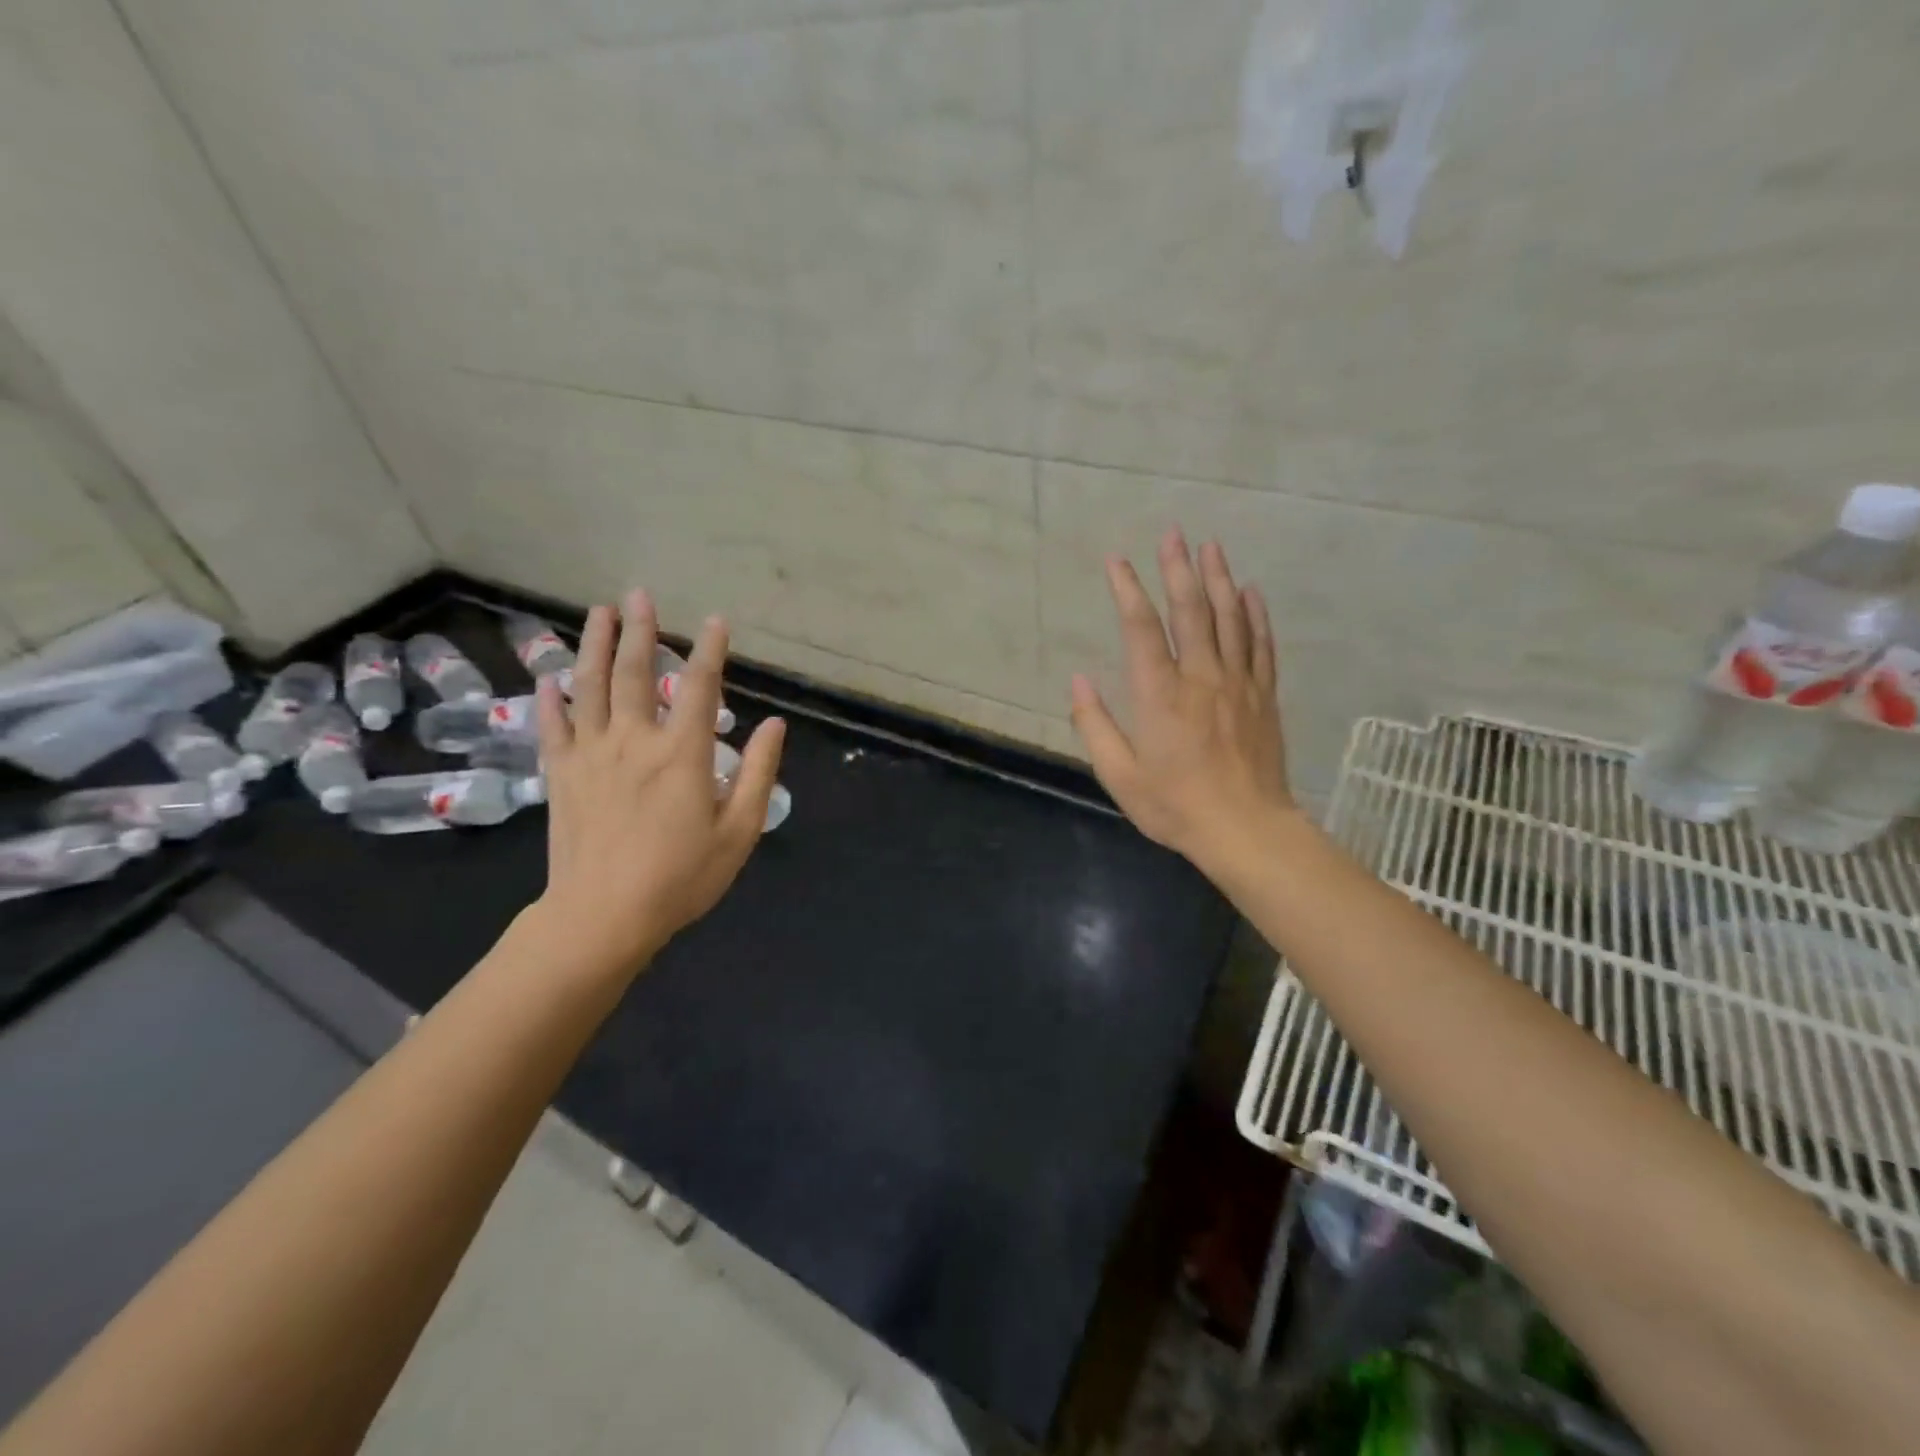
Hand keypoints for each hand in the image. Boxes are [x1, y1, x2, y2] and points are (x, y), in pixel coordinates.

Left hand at [530, 589, 785, 979]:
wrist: (604, 916)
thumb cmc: (682, 877)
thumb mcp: (739, 831)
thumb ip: (759, 773)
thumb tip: (774, 725)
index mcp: (682, 753)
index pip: (698, 687)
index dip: (710, 651)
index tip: (715, 621)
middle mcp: (634, 741)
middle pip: (632, 673)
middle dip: (638, 629)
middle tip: (637, 594)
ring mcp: (591, 755)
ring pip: (588, 687)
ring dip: (592, 645)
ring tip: (597, 613)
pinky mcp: (562, 776)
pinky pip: (552, 727)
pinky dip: (549, 700)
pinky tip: (548, 679)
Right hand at [1070, 530, 1294, 876]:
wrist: (1246, 829)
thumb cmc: (1175, 805)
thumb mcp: (1119, 775)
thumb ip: (1094, 725)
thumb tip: (1077, 680)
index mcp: (1159, 695)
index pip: (1141, 628)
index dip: (1128, 590)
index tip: (1117, 561)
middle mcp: (1200, 677)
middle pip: (1191, 611)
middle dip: (1179, 568)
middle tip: (1174, 533)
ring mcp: (1238, 684)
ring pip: (1230, 619)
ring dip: (1219, 579)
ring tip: (1211, 547)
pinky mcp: (1263, 696)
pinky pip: (1261, 645)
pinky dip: (1256, 615)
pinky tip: (1252, 592)